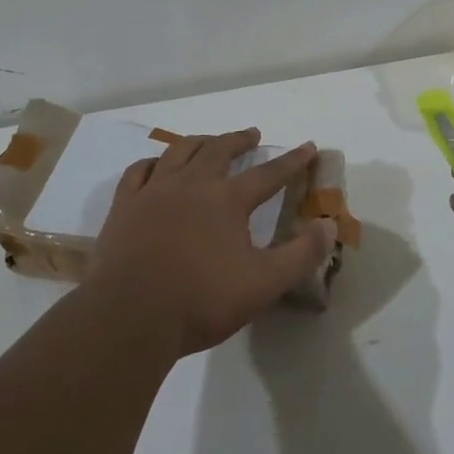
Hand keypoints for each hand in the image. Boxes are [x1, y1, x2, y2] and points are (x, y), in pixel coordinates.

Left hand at [90, 129, 337, 356]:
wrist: (129, 318)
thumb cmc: (200, 302)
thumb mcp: (263, 284)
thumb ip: (301, 255)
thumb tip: (329, 225)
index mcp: (227, 201)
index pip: (268, 174)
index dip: (292, 161)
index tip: (308, 146)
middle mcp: (191, 185)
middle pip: (219, 150)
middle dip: (240, 140)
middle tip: (253, 135)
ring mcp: (153, 192)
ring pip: (179, 152)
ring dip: (200, 142)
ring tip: (209, 142)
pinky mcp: (124, 207)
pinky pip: (140, 171)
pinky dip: (154, 162)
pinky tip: (157, 166)